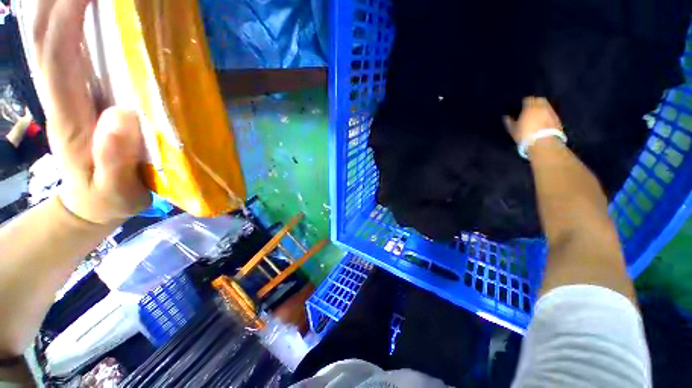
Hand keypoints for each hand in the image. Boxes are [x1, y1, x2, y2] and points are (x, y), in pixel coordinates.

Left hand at [34, 0, 149, 224]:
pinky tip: (72, 7)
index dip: (67, 17)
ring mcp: (60, 92)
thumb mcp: (116, 189)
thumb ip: (115, 159)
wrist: (91, 201)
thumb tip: (122, 115)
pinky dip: (58, 20)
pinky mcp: (70, 93)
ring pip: (43, 36)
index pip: (57, 55)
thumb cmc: (109, 198)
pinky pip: (55, 47)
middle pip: (40, 36)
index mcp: (68, 117)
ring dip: (53, 5)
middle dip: (54, 2)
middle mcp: (56, 95)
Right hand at [503, 97, 562, 144]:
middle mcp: (542, 107)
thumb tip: (506, 117)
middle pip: (540, 100)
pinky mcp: (557, 119)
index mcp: (530, 108)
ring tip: (538, 115)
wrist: (543, 143)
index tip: (522, 106)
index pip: (528, 99)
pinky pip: (551, 113)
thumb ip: (510, 122)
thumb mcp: (513, 130)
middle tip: (531, 108)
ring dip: (542, 108)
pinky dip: (547, 115)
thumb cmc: (525, 135)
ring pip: (547, 106)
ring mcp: (551, 112)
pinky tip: (544, 121)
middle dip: (536, 102)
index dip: (525, 102)